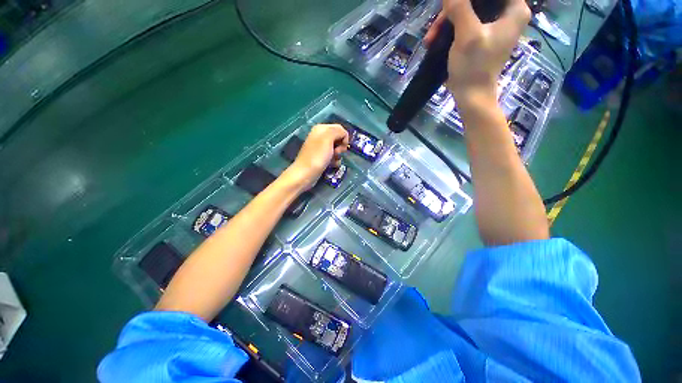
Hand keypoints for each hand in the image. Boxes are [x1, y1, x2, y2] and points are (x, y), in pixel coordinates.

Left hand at [285, 124, 348, 189]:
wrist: (305, 173)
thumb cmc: (317, 156)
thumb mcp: (328, 138)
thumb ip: (338, 131)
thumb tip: (344, 135)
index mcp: (321, 129)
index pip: (340, 128)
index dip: (344, 137)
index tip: (342, 146)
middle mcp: (321, 136)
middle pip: (339, 139)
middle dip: (341, 147)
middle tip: (336, 153)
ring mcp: (321, 148)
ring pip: (337, 149)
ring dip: (338, 155)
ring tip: (333, 161)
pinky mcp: (321, 158)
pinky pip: (333, 157)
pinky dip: (334, 161)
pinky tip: (332, 165)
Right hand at [425, 0, 530, 108]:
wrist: (471, 96)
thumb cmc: (473, 67)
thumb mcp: (467, 35)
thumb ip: (460, 7)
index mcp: (514, 9)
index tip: (452, 6)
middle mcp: (507, 13)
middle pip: (478, 0)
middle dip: (453, 9)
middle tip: (437, 24)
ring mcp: (494, 25)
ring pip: (469, 10)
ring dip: (447, 21)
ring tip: (430, 37)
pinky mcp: (482, 36)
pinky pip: (465, 22)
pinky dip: (450, 29)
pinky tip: (435, 40)